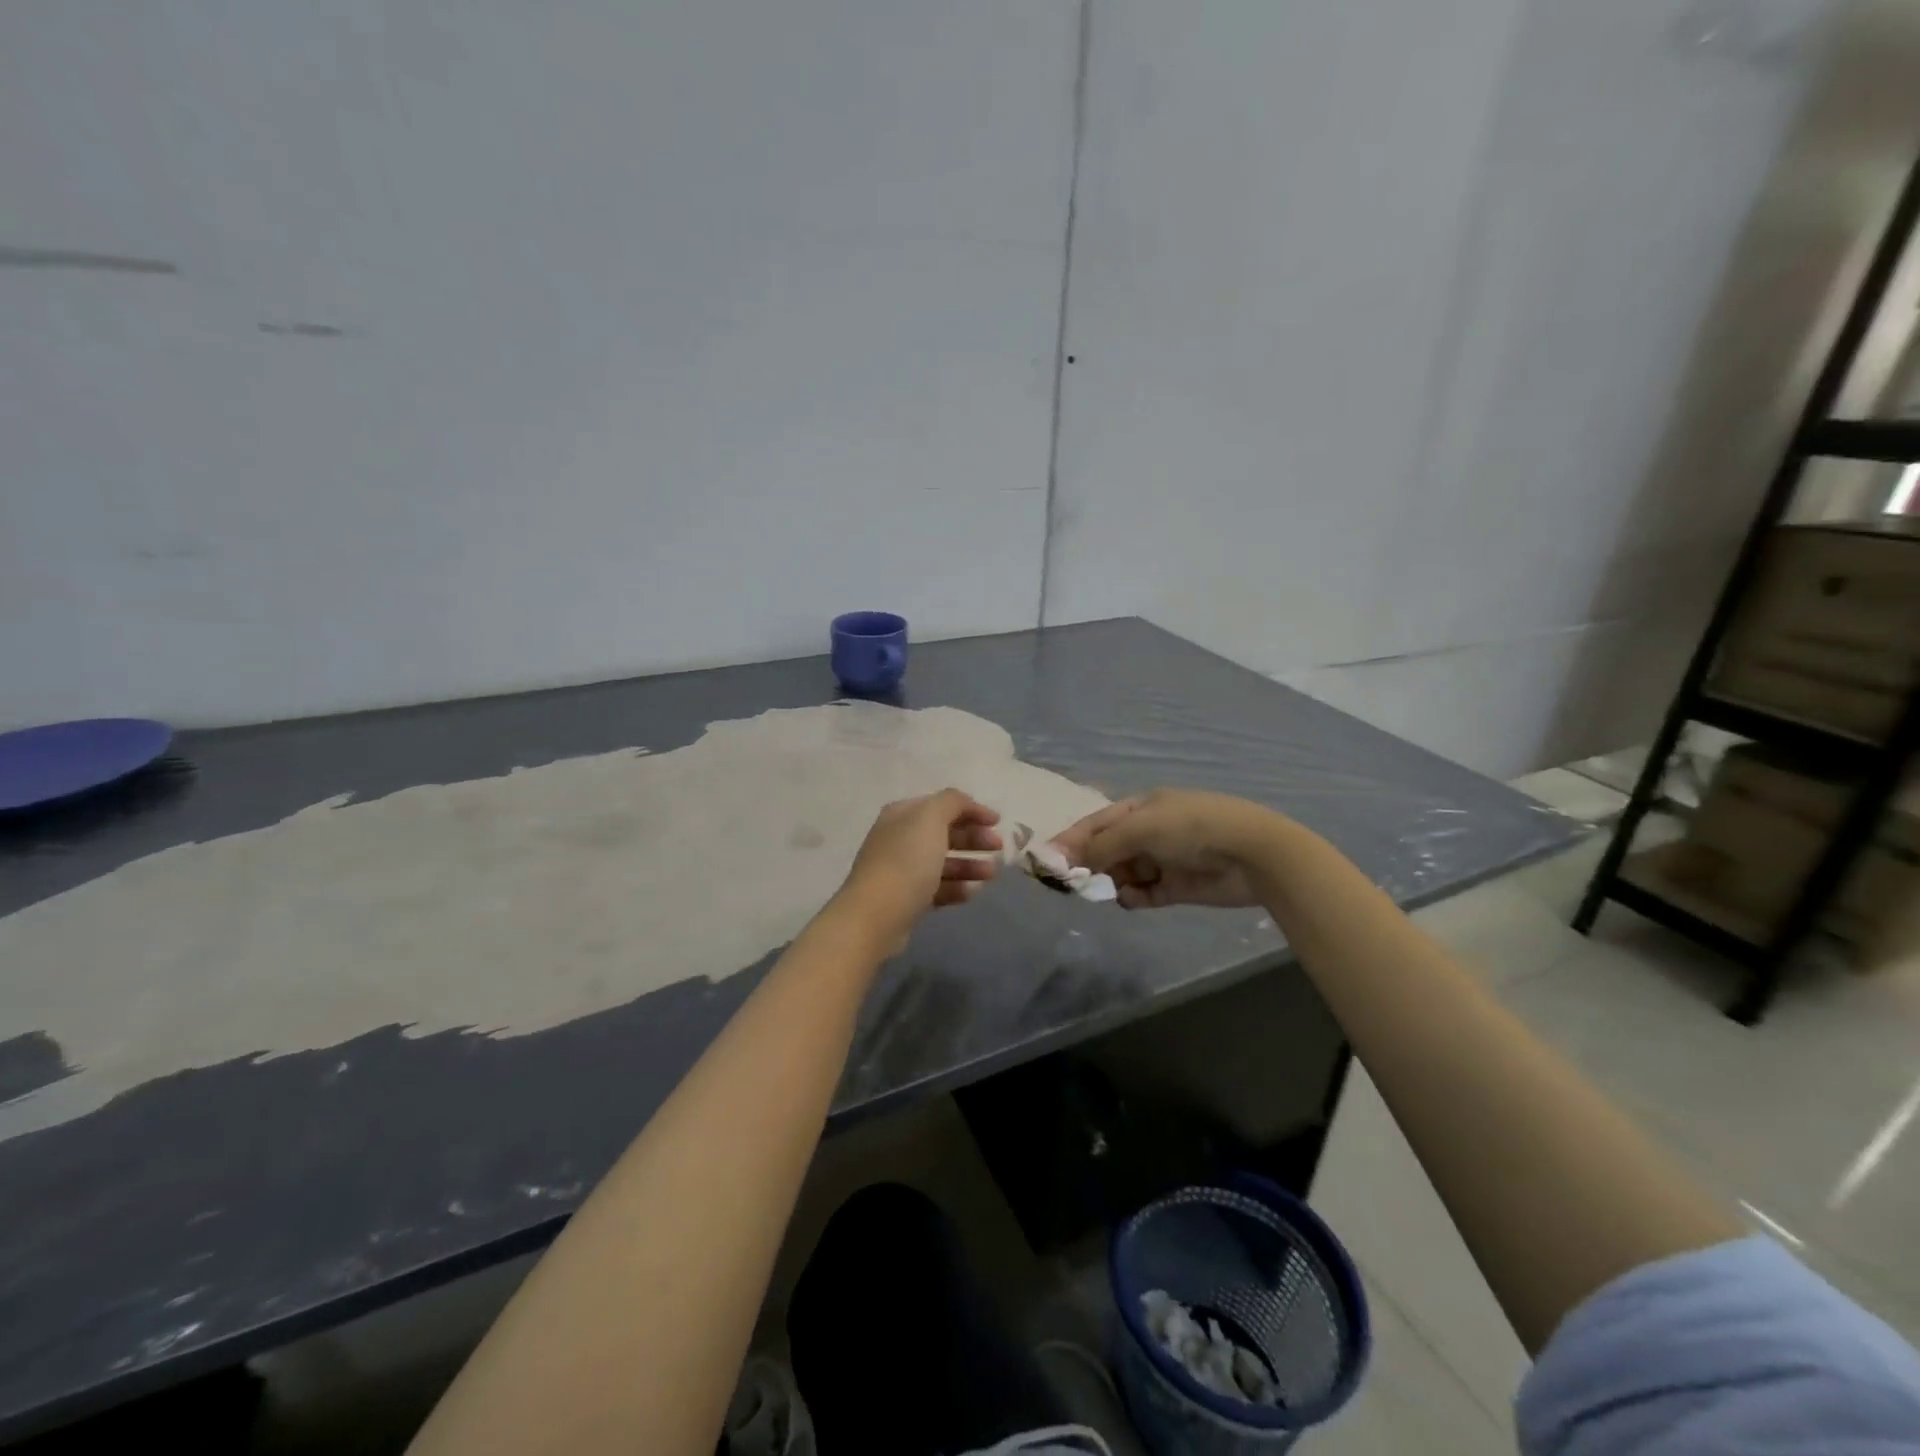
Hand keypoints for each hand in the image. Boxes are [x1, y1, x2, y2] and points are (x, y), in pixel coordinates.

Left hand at [836, 789, 1001, 946]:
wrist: (876, 916)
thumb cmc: (906, 861)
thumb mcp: (931, 819)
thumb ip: (953, 802)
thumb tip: (966, 804)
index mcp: (903, 815)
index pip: (942, 805)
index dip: (971, 810)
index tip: (998, 822)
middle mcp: (900, 838)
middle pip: (944, 833)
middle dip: (973, 839)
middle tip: (998, 848)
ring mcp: (902, 870)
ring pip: (943, 862)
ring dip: (970, 865)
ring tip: (991, 874)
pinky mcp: (907, 899)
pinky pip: (937, 888)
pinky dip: (957, 887)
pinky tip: (973, 892)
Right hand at [1051, 789, 1281, 908]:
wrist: (1252, 854)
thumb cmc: (1192, 828)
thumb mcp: (1141, 828)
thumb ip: (1101, 845)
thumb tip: (1064, 860)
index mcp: (1139, 808)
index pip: (1095, 823)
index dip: (1070, 840)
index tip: (1045, 861)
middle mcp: (1148, 832)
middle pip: (1106, 850)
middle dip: (1089, 865)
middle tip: (1071, 883)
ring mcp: (1163, 860)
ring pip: (1122, 873)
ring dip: (1111, 882)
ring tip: (1106, 890)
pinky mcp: (1176, 887)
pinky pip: (1143, 893)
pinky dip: (1133, 897)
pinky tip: (1131, 899)